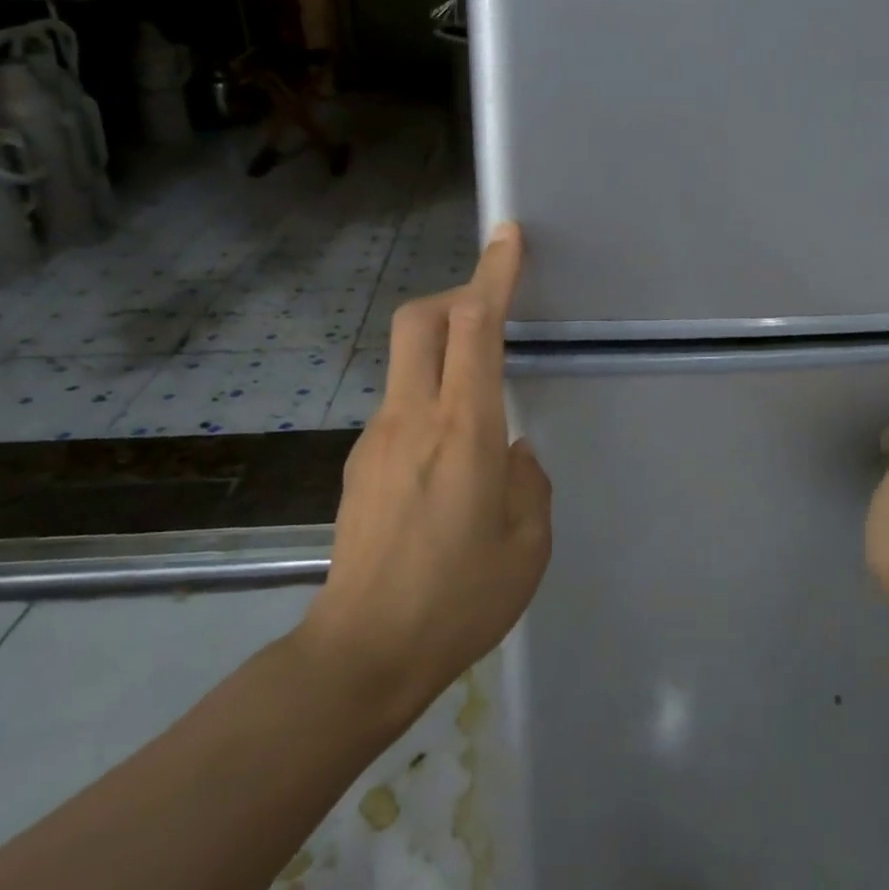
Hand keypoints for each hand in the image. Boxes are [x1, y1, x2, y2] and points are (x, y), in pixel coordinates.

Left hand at [305, 223, 551, 722]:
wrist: (364, 652)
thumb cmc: (460, 600)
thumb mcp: (528, 543)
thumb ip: (529, 481)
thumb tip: (513, 451)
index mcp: (464, 432)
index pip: (474, 328)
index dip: (492, 275)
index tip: (506, 237)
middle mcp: (412, 419)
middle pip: (419, 321)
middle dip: (455, 295)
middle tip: (489, 309)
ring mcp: (377, 438)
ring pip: (406, 361)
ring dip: (441, 350)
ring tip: (478, 402)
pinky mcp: (359, 463)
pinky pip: (400, 406)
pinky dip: (428, 399)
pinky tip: (449, 458)